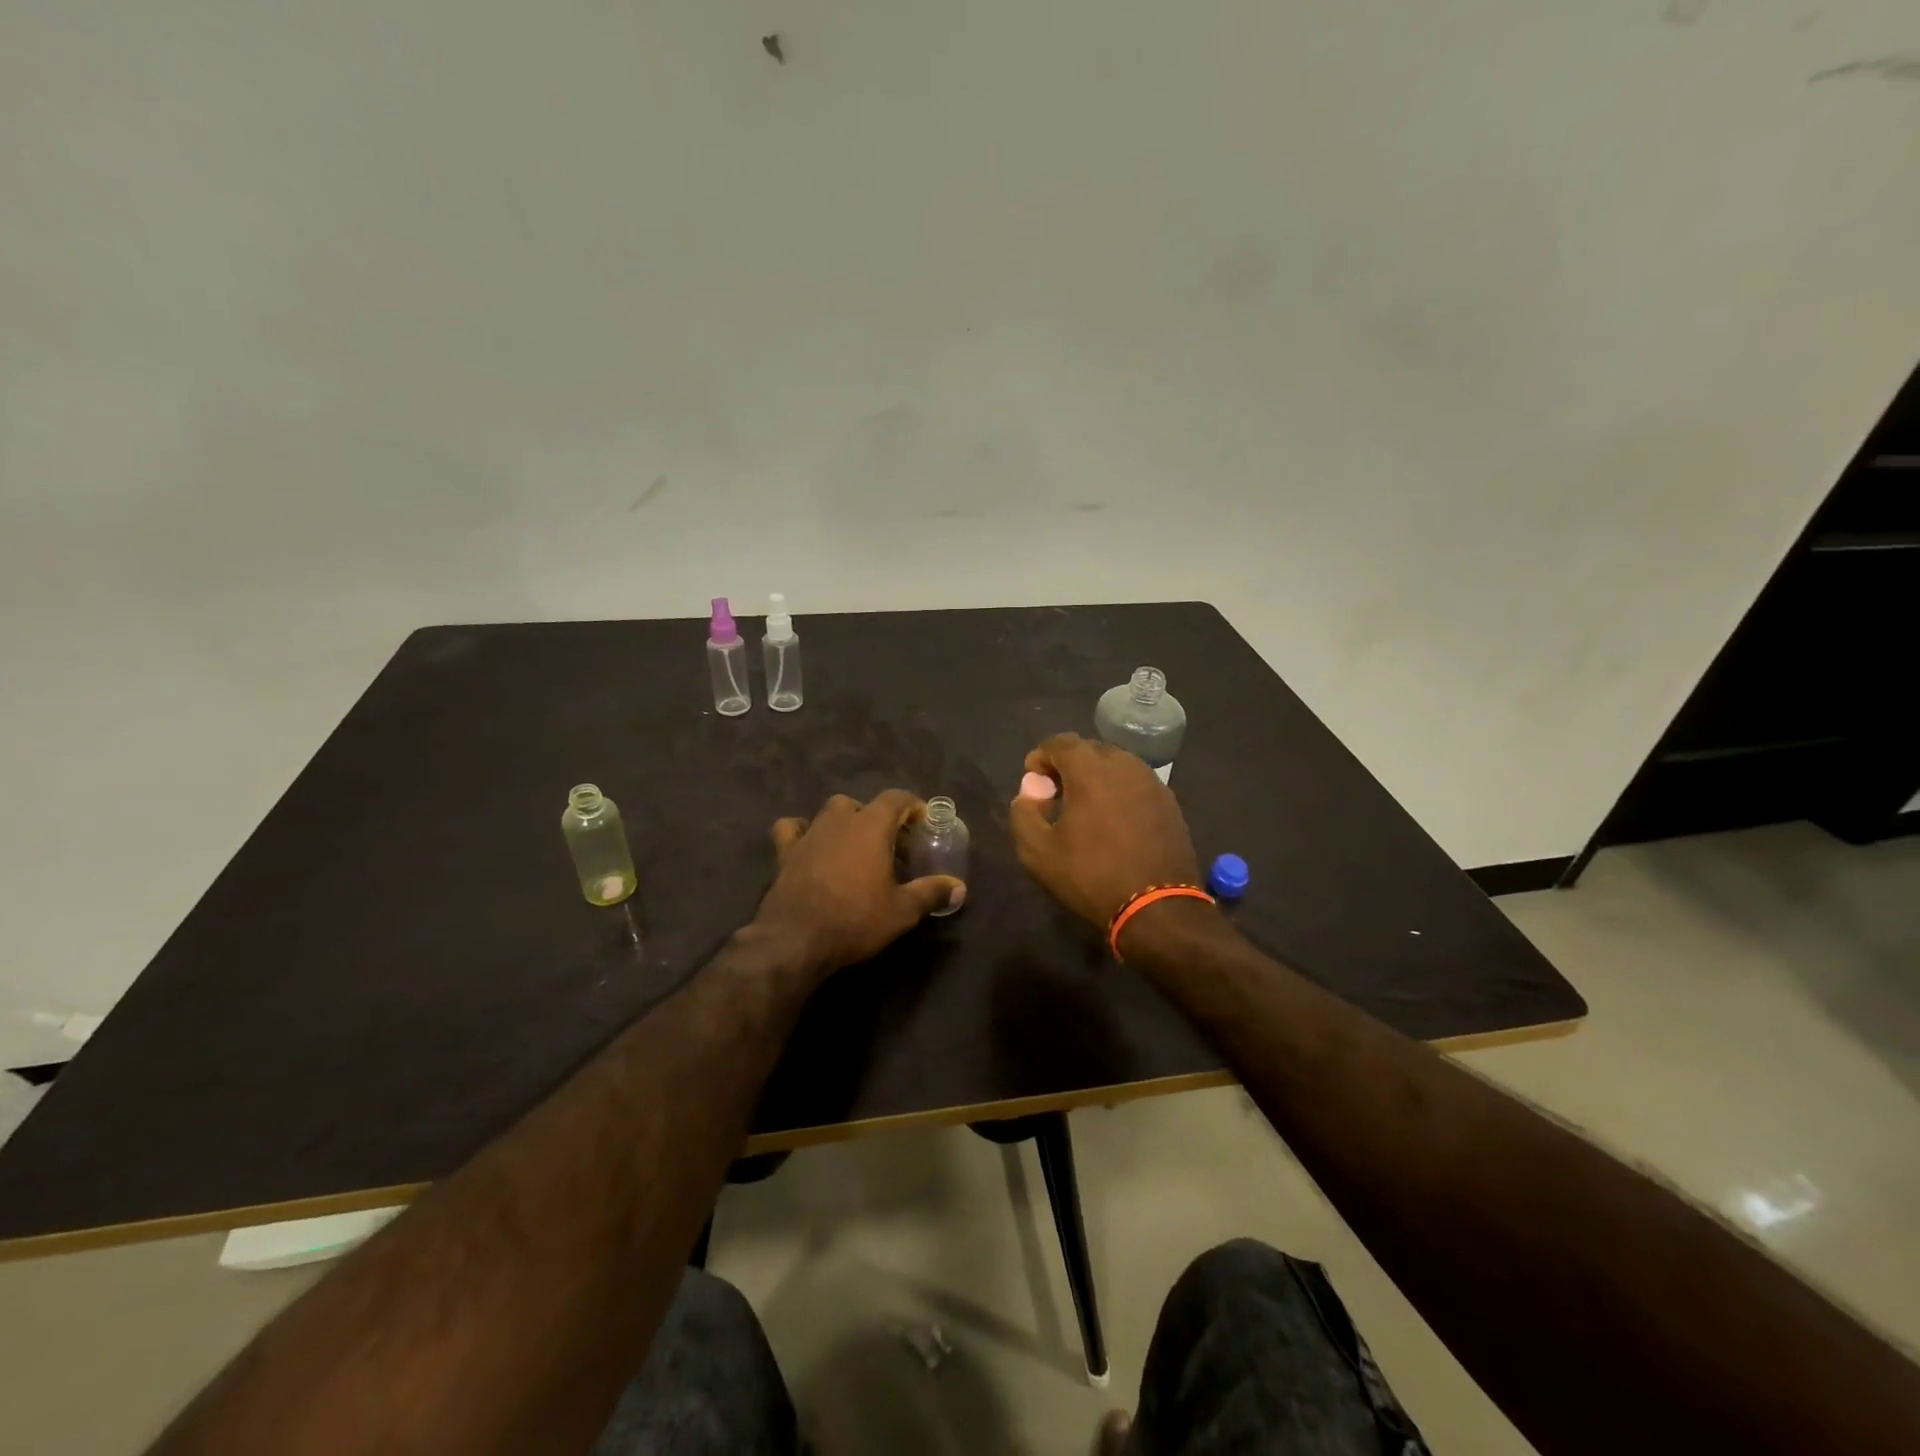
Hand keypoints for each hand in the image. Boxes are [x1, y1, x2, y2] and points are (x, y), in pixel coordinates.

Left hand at [754, 789, 965, 974]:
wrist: (795, 940)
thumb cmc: (855, 920)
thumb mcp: (902, 911)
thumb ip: (931, 893)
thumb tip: (960, 888)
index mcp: (871, 826)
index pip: (896, 798)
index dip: (913, 806)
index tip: (923, 823)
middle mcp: (839, 821)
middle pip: (863, 804)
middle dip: (879, 818)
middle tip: (892, 845)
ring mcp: (809, 834)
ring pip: (830, 812)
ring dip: (846, 821)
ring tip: (856, 846)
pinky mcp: (785, 852)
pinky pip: (792, 828)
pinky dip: (803, 830)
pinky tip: (811, 845)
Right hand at [1009, 733, 1202, 929]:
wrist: (1157, 907)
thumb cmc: (1092, 876)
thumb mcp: (1039, 852)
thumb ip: (1024, 814)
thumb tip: (1029, 792)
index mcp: (1091, 770)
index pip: (1060, 742)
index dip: (1041, 756)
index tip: (1033, 780)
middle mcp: (1125, 765)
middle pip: (1089, 749)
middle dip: (1068, 764)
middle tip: (1056, 794)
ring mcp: (1152, 782)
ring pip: (1116, 765)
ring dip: (1095, 777)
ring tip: (1084, 807)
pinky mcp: (1169, 802)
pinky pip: (1136, 783)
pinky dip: (1119, 791)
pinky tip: (1114, 821)